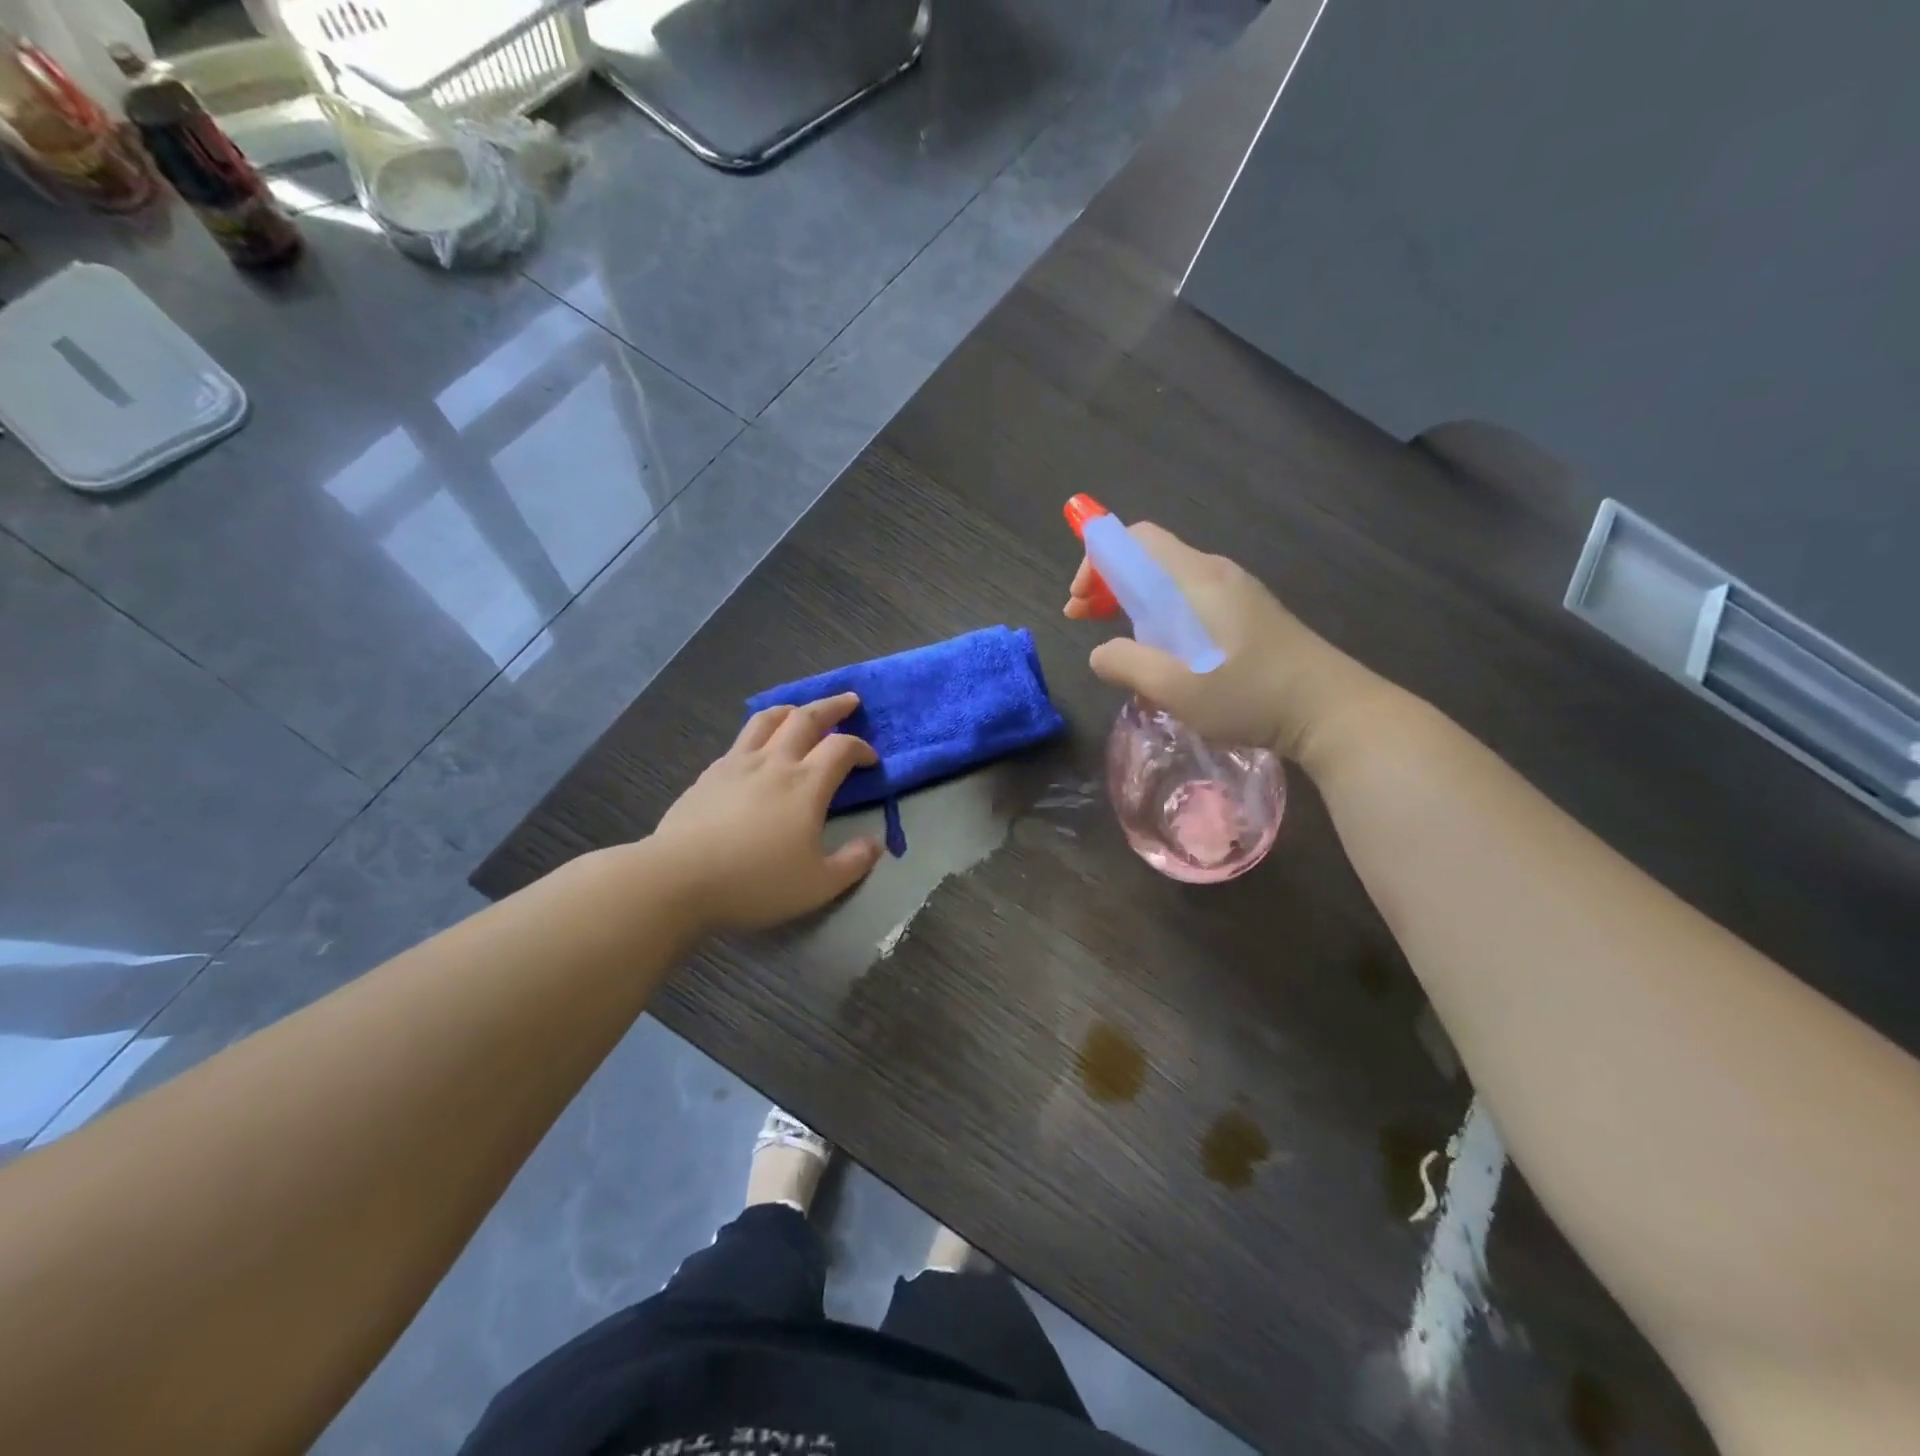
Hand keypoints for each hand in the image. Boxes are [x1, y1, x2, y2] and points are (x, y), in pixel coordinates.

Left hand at [655, 693, 883, 932]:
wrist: (679, 879)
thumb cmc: (756, 882)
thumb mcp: (818, 885)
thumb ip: (853, 863)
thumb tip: (876, 844)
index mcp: (806, 784)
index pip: (842, 748)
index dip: (861, 748)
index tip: (870, 760)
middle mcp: (775, 762)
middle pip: (807, 718)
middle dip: (833, 707)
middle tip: (849, 701)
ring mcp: (738, 764)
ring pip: (768, 720)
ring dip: (792, 709)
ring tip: (801, 711)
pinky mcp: (710, 774)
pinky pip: (741, 740)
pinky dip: (759, 733)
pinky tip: (757, 749)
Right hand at [1065, 522, 1371, 761]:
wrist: (1331, 710)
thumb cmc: (1251, 695)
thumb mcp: (1177, 688)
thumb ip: (1127, 664)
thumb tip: (1099, 653)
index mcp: (1196, 580)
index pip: (1136, 539)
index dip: (1098, 560)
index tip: (1079, 601)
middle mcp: (1215, 575)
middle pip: (1149, 560)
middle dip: (1108, 584)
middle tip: (1083, 619)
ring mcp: (1235, 595)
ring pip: (1168, 585)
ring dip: (1132, 607)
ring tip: (1119, 648)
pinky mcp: (1247, 616)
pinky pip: (1190, 605)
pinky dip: (1160, 621)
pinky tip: (1161, 660)